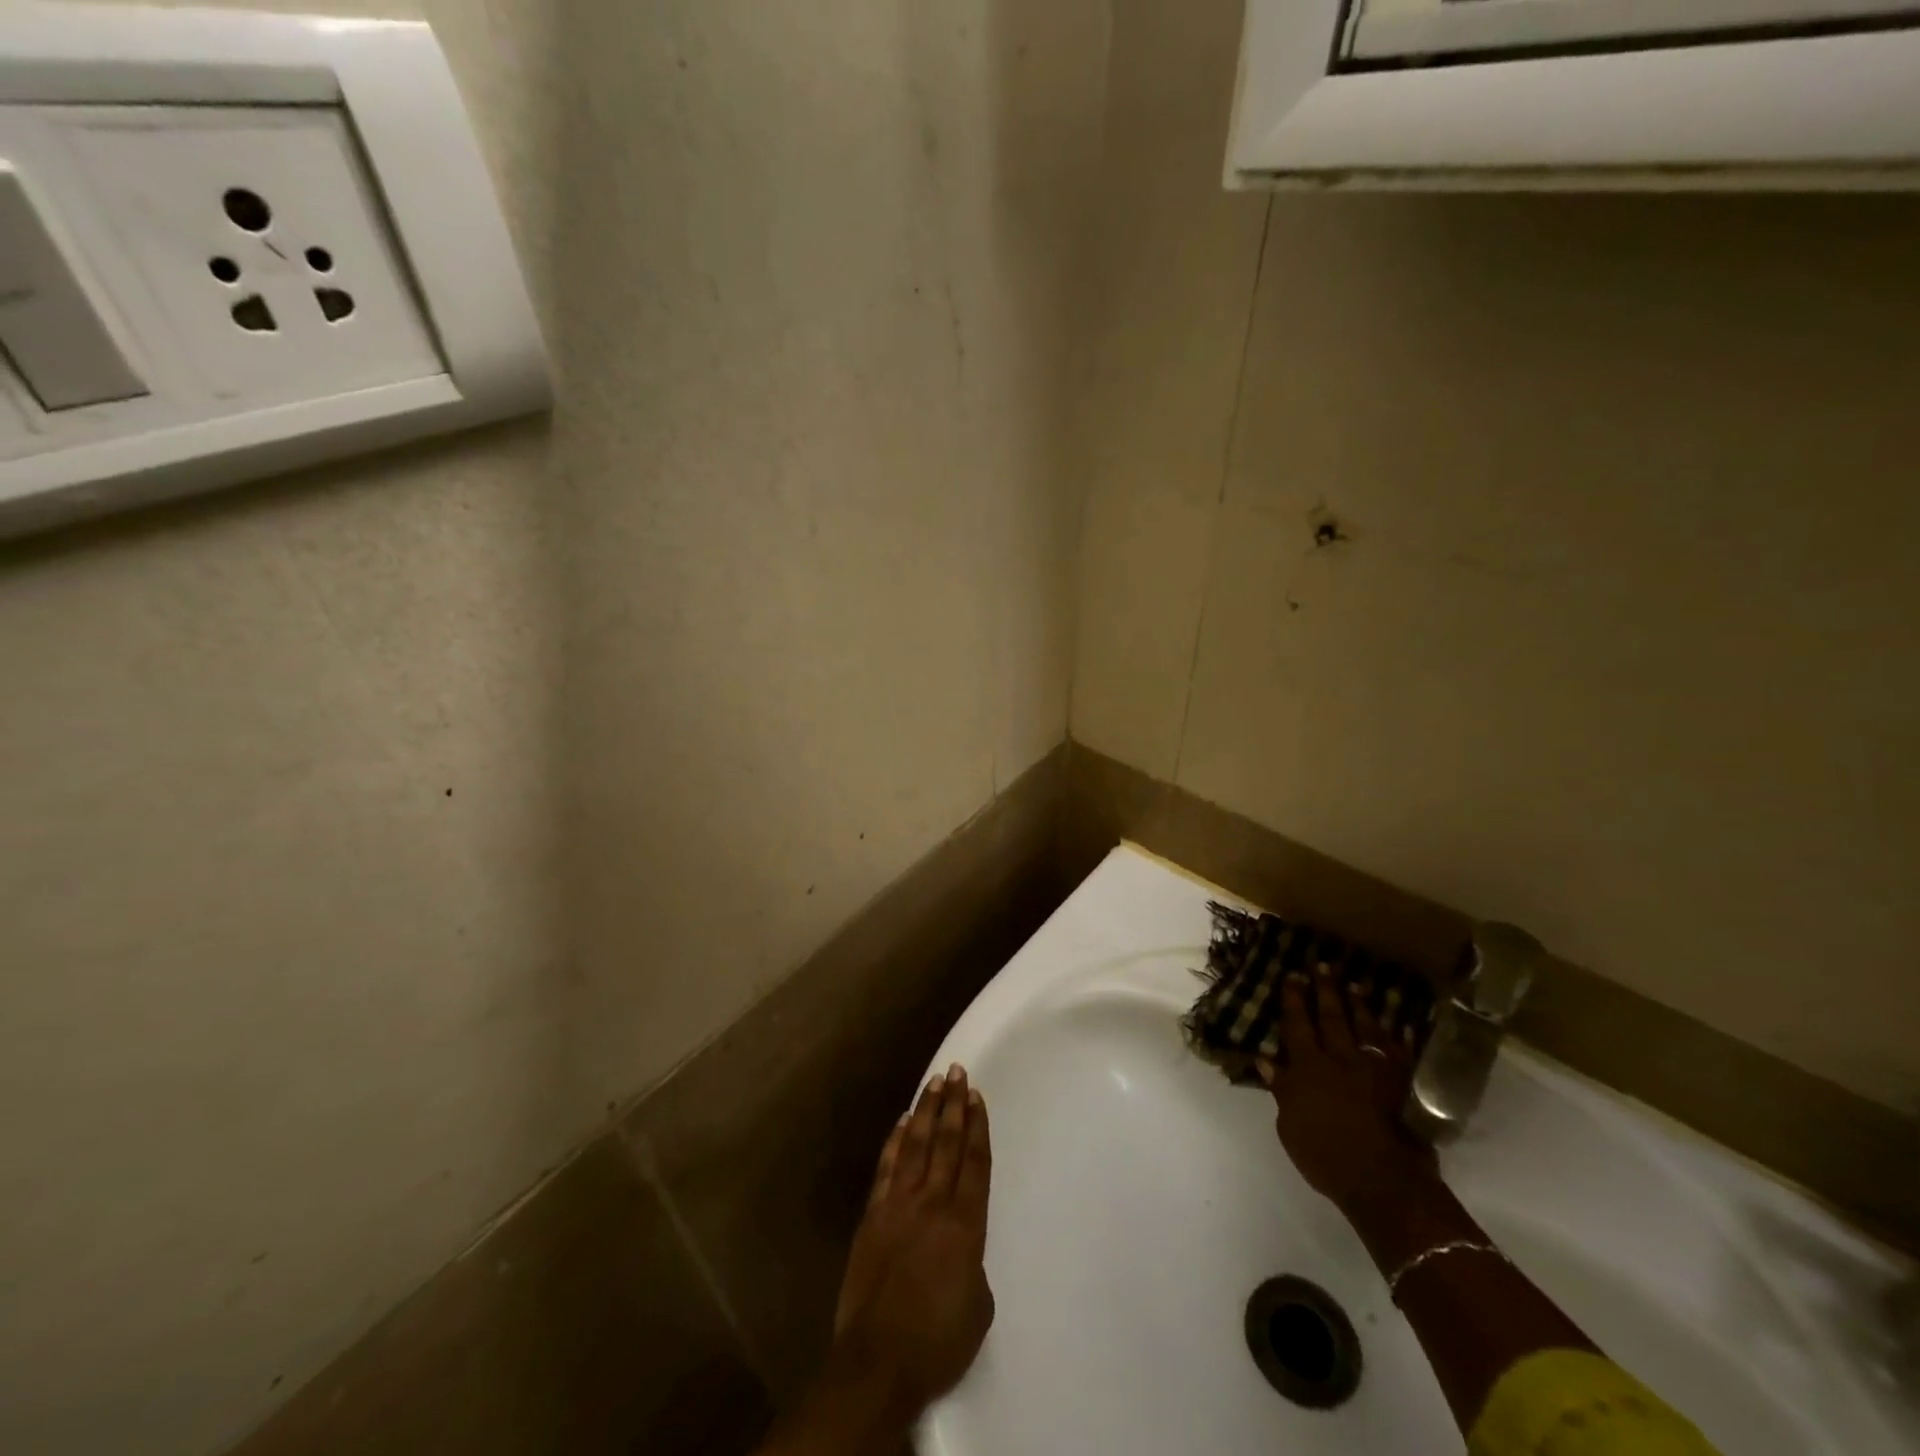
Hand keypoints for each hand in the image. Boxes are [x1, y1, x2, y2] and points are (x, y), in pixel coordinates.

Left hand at [829, 1064, 994, 1414]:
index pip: (975, 1163)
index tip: (977, 1097)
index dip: (978, 1127)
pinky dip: (895, 1141)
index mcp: (965, 1225)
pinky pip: (886, 1168)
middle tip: (958, 1072)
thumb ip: (974, 1264)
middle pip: (946, 1143)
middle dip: (954, 1105)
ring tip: (935, 1082)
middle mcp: (932, 1204)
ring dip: (926, 1111)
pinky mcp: (872, 1216)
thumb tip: (962, 1249)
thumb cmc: (937, 1342)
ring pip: (916, 1145)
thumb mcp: (978, 1307)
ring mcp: (898, 1206)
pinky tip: (902, 1121)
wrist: (878, 1362)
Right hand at [1257, 963, 1437, 1214]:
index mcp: (1308, 1067)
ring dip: (1360, 1005)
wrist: (1380, 1178)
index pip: (1297, 1024)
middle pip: (1331, 1018)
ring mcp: (1373, 1071)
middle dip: (1325, 990)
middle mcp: (1340, 1059)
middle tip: (1323, 965)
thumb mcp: (1289, 1124)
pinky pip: (1400, 1055)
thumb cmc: (1323, 1153)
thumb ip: (1281, 1088)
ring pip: (1366, 1029)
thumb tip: (1267, 1059)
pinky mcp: (1399, 1086)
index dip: (1293, 999)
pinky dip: (1400, 1038)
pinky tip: (1401, 1024)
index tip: (1292, 974)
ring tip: (1356, 985)